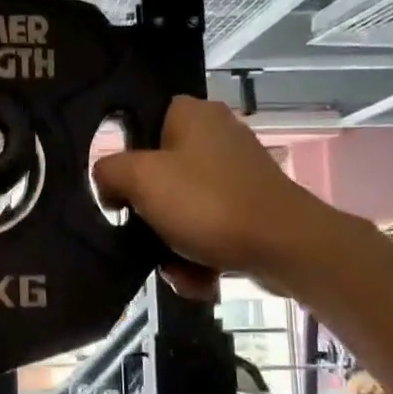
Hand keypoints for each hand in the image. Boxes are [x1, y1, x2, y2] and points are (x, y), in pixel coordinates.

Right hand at [92, 96, 343, 296]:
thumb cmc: (207, 203)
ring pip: (180, 209)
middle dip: (147, 214)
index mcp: (192, 114)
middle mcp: (216, 137)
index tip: (116, 186)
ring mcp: (236, 175)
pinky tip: (198, 278)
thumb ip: (108, 172)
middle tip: (140, 232)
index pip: (141, 120)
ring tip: (174, 267)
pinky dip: (198, 256)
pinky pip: (206, 230)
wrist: (285, 248)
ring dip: (170, 245)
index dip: (124, 154)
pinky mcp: (250, 209)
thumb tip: (107, 184)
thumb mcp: (140, 179)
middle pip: (157, 173)